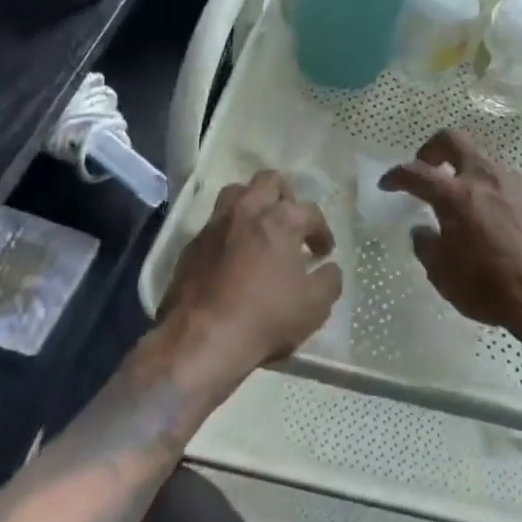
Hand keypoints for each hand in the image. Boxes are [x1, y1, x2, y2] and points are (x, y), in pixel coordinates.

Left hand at [160, 170, 341, 375]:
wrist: (200, 341)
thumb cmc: (265, 318)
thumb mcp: (314, 306)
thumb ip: (330, 280)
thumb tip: (329, 268)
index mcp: (281, 219)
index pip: (310, 212)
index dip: (321, 231)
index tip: (323, 252)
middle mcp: (247, 211)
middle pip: (269, 181)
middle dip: (285, 196)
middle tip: (291, 223)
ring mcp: (215, 225)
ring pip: (236, 193)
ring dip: (252, 204)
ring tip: (260, 229)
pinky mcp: (191, 245)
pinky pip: (214, 225)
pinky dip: (228, 232)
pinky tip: (232, 256)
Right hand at [379, 130, 521, 341]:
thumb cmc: (488, 286)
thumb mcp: (442, 274)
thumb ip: (426, 245)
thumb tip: (422, 230)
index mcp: (455, 195)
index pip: (416, 172)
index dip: (396, 175)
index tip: (387, 184)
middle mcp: (483, 177)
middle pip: (453, 140)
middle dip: (433, 149)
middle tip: (427, 169)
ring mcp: (512, 181)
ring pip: (482, 160)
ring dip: (466, 173)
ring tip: (463, 202)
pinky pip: (505, 181)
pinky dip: (491, 191)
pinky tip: (494, 218)